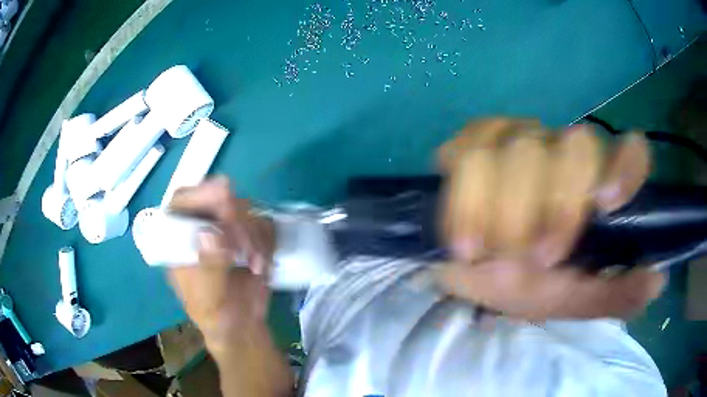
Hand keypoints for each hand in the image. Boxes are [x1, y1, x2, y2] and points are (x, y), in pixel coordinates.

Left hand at [166, 177, 275, 353]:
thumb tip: (210, 233)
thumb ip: (208, 268)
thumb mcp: (207, 298)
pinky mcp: (250, 236)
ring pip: (246, 209)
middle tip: (246, 247)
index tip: (225, 195)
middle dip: (236, 220)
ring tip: (255, 265)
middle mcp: (202, 226)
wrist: (241, 327)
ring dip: (254, 236)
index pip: (182, 203)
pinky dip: (267, 243)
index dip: (200, 194)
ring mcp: (227, 229)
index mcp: (179, 238)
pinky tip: (263, 266)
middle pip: (218, 199)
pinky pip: (264, 225)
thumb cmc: (214, 314)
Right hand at [436, 118, 665, 319]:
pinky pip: (469, 154)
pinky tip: (465, 236)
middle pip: (574, 146)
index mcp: (597, 186)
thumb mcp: (575, 300)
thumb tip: (659, 280)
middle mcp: (565, 150)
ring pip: (519, 149)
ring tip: (490, 255)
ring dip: (504, 212)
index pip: (629, 152)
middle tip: (538, 260)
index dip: (626, 166)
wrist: (472, 274)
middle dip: (557, 207)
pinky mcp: (474, 142)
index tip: (607, 204)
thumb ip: (617, 294)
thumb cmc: (529, 286)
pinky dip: (465, 201)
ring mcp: (519, 139)